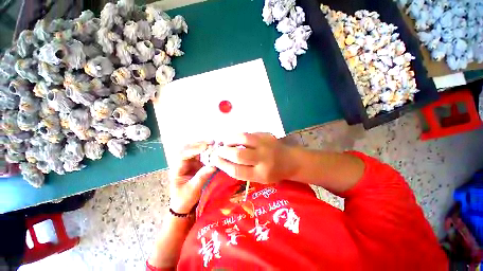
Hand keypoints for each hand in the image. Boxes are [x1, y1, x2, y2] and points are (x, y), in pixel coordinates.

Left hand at [169, 142, 216, 213]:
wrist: (184, 205)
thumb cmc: (184, 199)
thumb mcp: (193, 190)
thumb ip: (202, 177)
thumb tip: (213, 166)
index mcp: (177, 169)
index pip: (183, 155)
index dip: (194, 149)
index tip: (205, 147)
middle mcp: (182, 163)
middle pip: (188, 148)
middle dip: (199, 144)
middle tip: (211, 142)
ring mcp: (189, 162)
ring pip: (195, 150)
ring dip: (204, 145)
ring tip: (214, 143)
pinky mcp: (196, 164)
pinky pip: (201, 154)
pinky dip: (208, 151)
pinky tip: (214, 149)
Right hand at [212, 133, 297, 183]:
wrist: (291, 161)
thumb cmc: (274, 172)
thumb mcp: (260, 178)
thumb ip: (243, 171)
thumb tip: (225, 160)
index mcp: (261, 174)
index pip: (236, 170)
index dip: (222, 164)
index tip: (214, 160)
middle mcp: (264, 159)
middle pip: (238, 154)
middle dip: (224, 152)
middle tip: (218, 150)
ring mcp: (266, 144)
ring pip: (242, 138)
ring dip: (230, 139)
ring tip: (226, 142)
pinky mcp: (267, 135)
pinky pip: (249, 133)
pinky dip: (240, 136)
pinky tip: (237, 139)